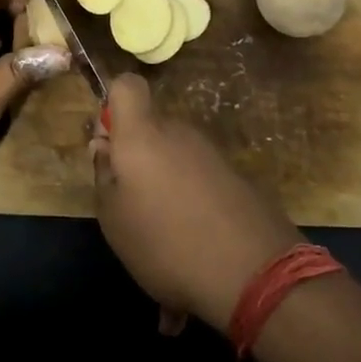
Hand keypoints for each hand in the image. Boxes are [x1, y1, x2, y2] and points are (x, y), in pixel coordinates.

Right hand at [91, 74, 301, 334]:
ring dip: (164, 181)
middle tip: (129, 202)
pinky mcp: (238, 178)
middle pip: (150, 127)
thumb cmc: (166, 242)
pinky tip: (193, 242)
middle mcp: (179, 133)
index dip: (112, 105)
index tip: (109, 145)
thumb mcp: (113, 217)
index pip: (126, 85)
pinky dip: (191, 200)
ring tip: (162, 232)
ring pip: (175, 155)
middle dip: (137, 155)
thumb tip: (105, 147)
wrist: (256, 275)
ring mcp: (212, 154)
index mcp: (142, 135)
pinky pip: (200, 178)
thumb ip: (104, 174)